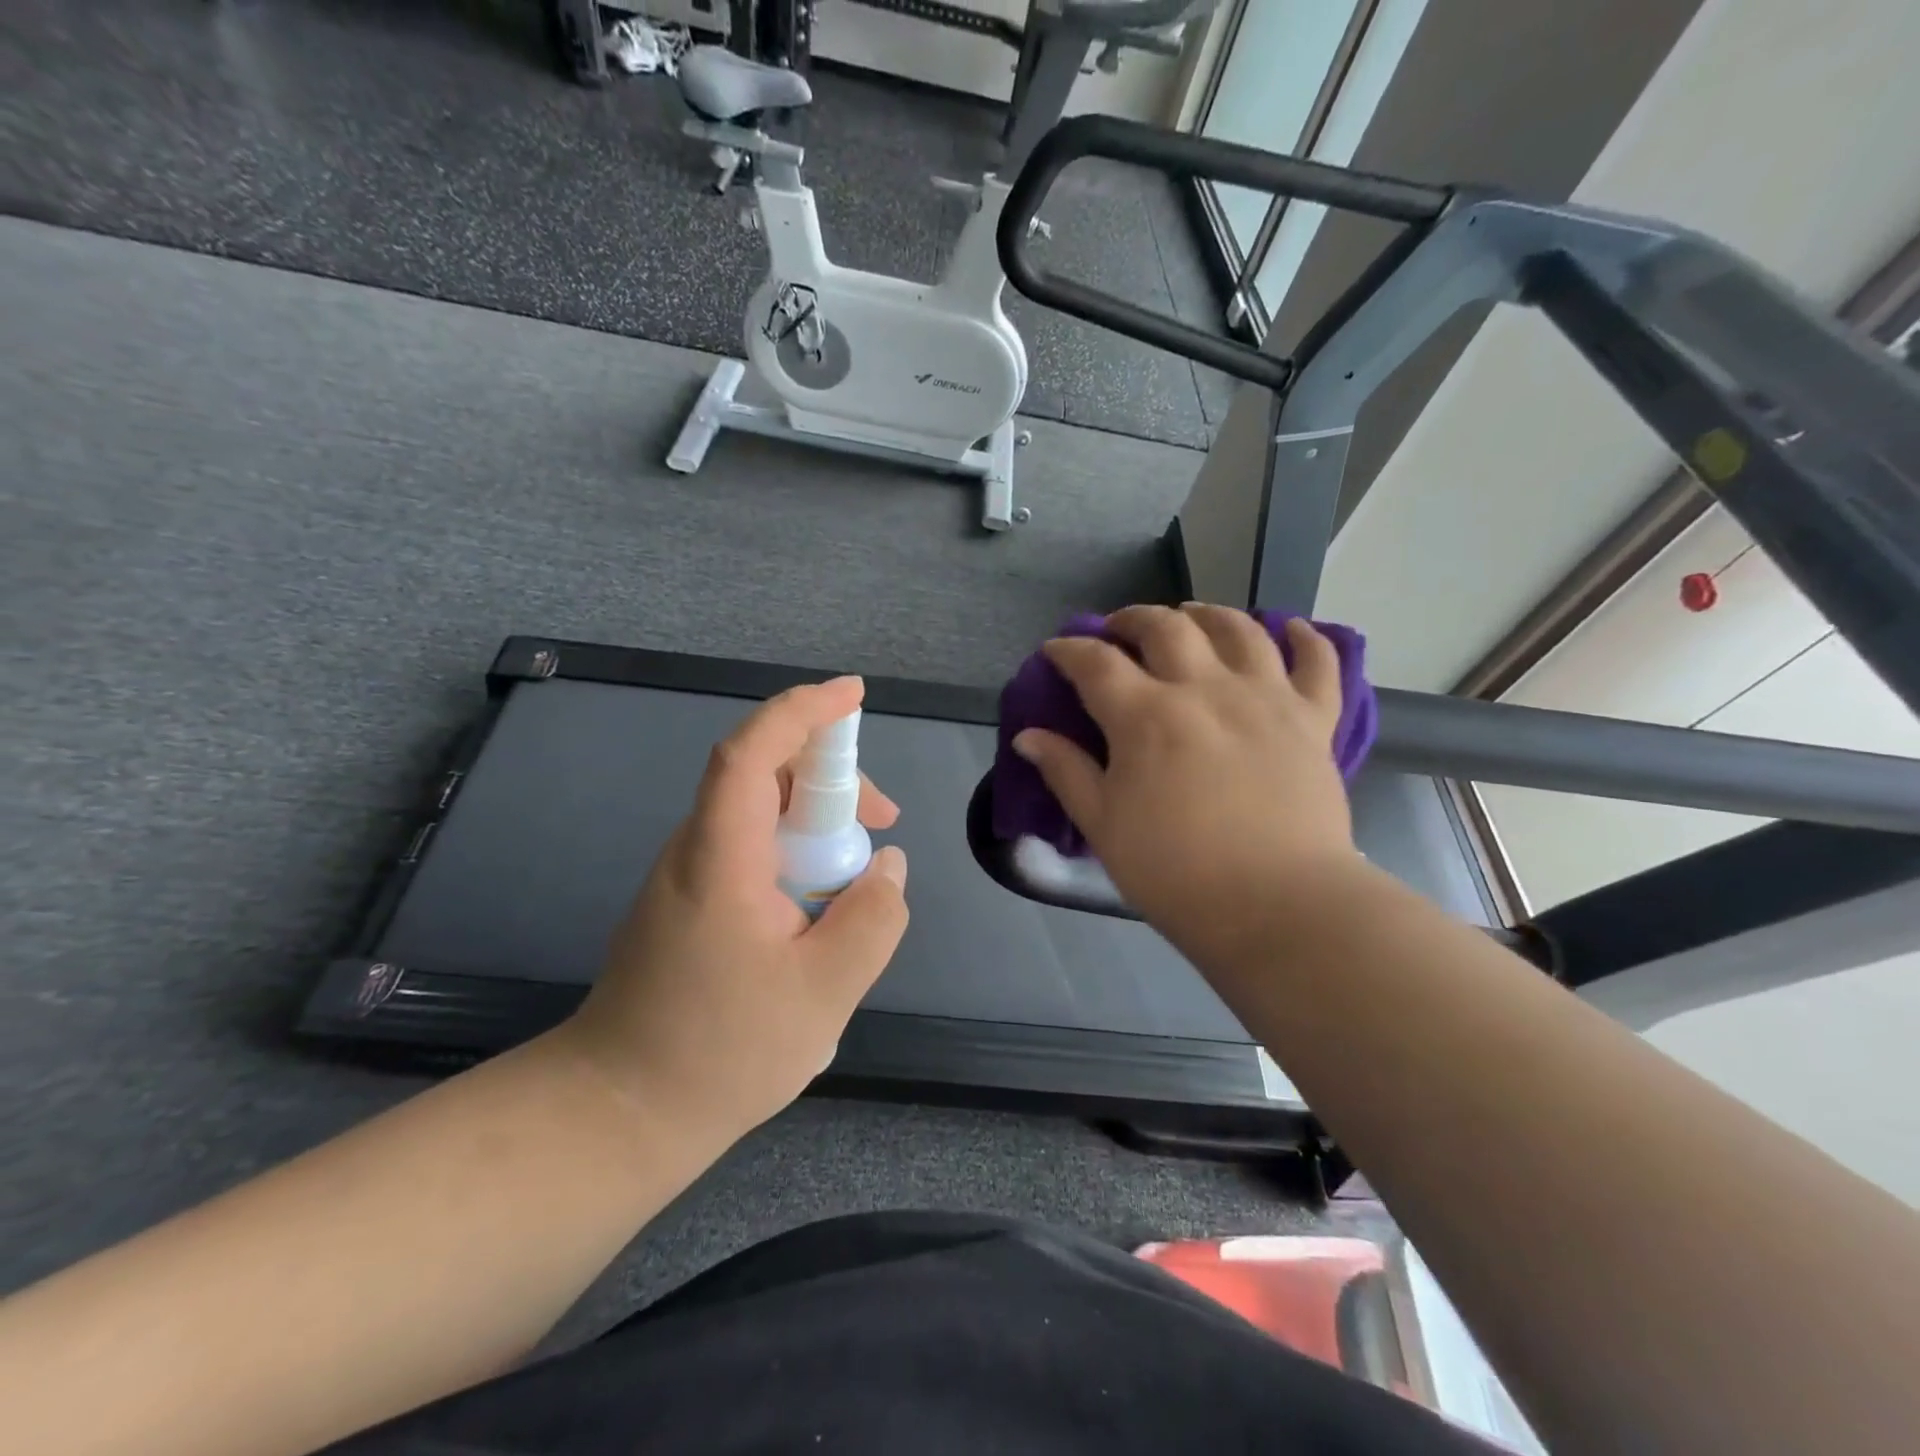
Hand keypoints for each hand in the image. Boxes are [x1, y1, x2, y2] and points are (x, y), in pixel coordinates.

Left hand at [561, 677, 909, 1136]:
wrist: (618, 1112)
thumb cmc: (721, 1052)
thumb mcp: (824, 992)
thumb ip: (872, 920)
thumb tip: (886, 866)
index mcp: (720, 858)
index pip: (752, 752)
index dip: (802, 711)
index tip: (853, 694)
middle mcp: (695, 851)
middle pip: (763, 776)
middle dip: (831, 777)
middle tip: (884, 820)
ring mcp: (686, 877)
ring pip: (759, 815)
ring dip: (817, 821)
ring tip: (861, 875)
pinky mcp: (689, 903)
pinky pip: (750, 850)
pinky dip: (796, 854)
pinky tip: (821, 908)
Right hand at [1011, 604, 1353, 961]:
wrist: (1277, 907)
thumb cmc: (1176, 873)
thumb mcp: (1104, 827)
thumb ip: (1066, 772)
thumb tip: (1028, 736)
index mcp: (1146, 716)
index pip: (1095, 663)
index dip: (1068, 650)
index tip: (1055, 651)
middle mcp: (1205, 689)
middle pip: (1165, 628)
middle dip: (1132, 619)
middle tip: (1118, 630)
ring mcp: (1266, 697)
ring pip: (1239, 629)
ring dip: (1207, 613)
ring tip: (1191, 616)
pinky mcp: (1313, 719)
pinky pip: (1318, 662)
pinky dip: (1307, 638)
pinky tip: (1292, 629)